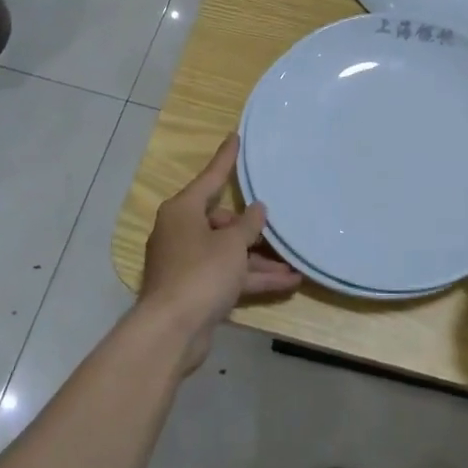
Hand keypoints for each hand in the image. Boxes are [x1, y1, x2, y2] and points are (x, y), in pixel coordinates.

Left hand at [140, 135, 300, 362]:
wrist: (172, 330)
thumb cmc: (201, 273)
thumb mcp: (232, 244)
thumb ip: (248, 225)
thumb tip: (257, 209)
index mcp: (183, 211)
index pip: (211, 178)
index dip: (226, 159)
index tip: (236, 137)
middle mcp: (181, 232)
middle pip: (221, 221)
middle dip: (252, 229)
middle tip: (278, 228)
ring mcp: (187, 263)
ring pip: (229, 253)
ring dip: (260, 259)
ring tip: (295, 262)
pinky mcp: (195, 290)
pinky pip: (229, 276)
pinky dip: (253, 278)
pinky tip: (288, 282)